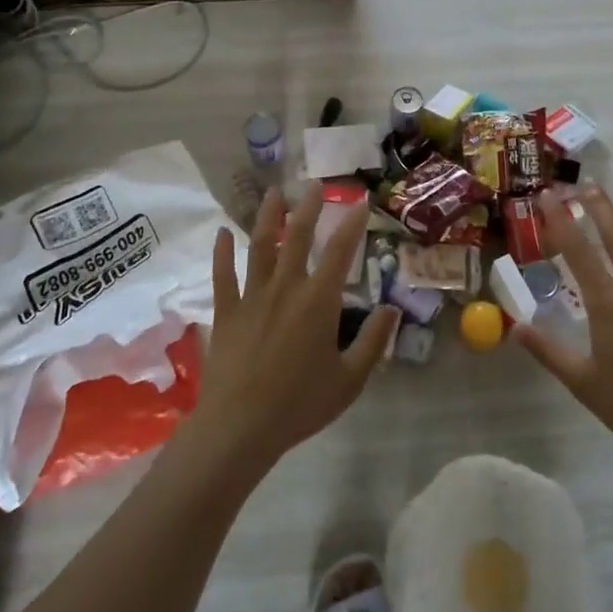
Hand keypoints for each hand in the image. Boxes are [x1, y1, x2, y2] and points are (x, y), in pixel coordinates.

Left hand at [189, 184, 399, 473]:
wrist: (240, 427)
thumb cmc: (300, 404)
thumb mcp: (350, 379)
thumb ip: (373, 342)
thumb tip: (391, 309)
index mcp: (319, 301)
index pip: (340, 252)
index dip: (351, 225)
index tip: (359, 203)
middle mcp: (286, 287)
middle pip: (297, 237)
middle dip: (308, 208)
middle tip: (314, 184)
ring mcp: (252, 296)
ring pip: (260, 246)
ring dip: (268, 217)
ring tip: (274, 192)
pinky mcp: (226, 311)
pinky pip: (223, 275)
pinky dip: (222, 252)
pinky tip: (222, 233)